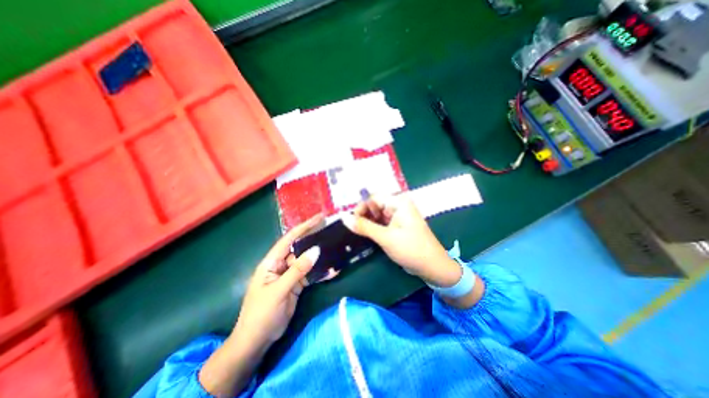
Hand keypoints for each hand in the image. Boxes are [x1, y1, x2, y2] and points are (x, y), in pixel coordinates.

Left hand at [198, 216, 323, 396]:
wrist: (256, 342)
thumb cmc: (261, 315)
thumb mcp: (279, 291)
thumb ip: (297, 270)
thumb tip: (315, 250)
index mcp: (271, 262)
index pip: (289, 239)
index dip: (304, 227)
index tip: (318, 218)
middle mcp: (281, 265)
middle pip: (300, 248)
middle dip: (314, 238)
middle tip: (331, 229)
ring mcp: (290, 275)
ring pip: (307, 261)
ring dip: (320, 256)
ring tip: (335, 246)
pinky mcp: (296, 285)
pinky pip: (310, 275)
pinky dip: (321, 272)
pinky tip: (332, 270)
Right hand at [341, 196, 463, 287]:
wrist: (433, 267)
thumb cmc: (411, 249)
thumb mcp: (385, 238)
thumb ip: (364, 227)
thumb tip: (344, 218)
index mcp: (398, 202)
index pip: (373, 198)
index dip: (360, 207)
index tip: (351, 221)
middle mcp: (399, 205)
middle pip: (375, 205)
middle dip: (364, 215)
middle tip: (355, 229)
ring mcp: (399, 216)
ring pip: (377, 214)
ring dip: (368, 222)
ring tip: (360, 233)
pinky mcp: (398, 225)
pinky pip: (382, 222)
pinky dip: (374, 227)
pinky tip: (368, 234)